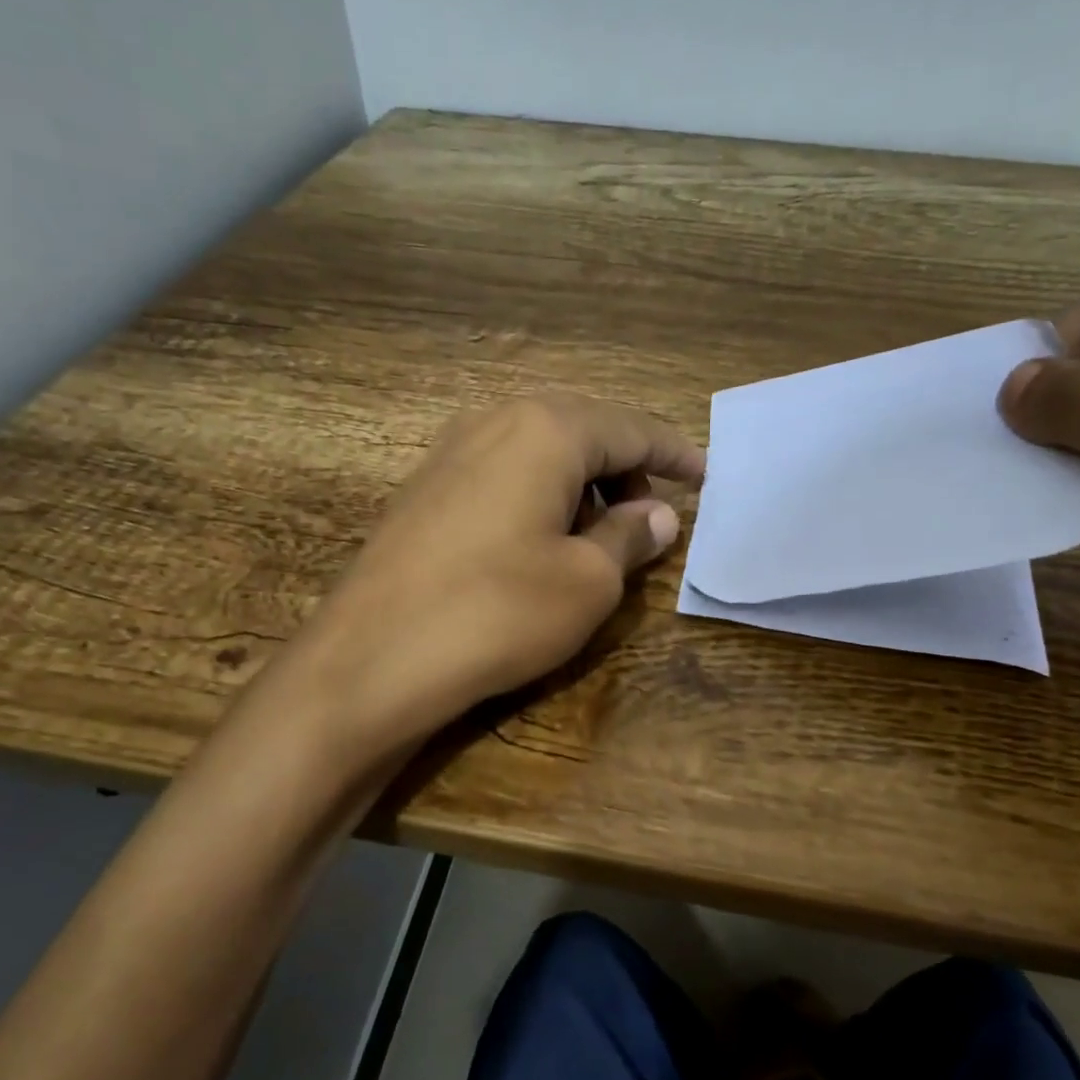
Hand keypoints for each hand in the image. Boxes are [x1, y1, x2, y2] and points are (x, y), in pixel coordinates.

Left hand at [292, 393, 704, 753]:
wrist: (373, 658)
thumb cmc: (499, 612)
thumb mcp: (587, 581)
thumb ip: (629, 536)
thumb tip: (658, 514)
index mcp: (546, 430)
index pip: (630, 428)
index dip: (674, 454)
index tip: (706, 476)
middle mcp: (495, 421)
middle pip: (581, 429)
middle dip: (625, 467)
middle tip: (651, 512)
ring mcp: (450, 451)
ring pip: (538, 450)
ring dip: (580, 483)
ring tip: (599, 533)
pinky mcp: (424, 489)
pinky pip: (502, 473)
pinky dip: (538, 495)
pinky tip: (541, 540)